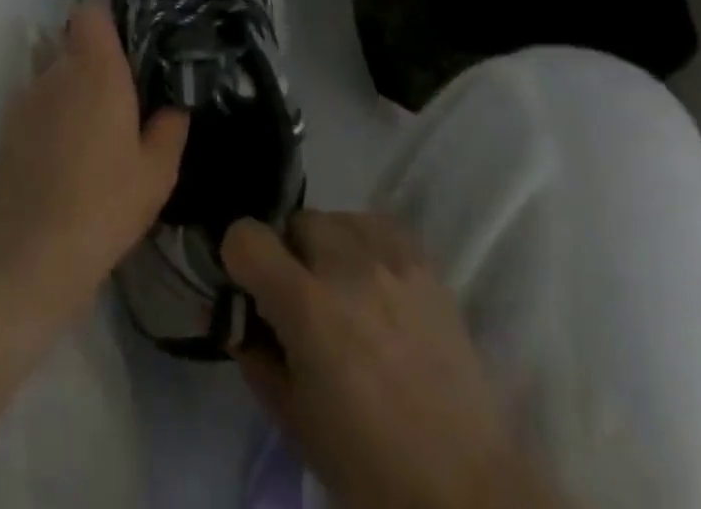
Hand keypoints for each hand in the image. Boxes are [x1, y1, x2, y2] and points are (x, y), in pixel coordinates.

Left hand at [0, 5, 188, 331]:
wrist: (24, 257)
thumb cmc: (102, 205)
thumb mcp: (156, 174)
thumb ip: (170, 129)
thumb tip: (174, 107)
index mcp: (96, 69)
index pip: (91, 13)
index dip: (109, 23)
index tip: (132, 49)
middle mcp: (57, 72)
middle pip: (75, 44)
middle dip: (98, 63)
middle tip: (126, 99)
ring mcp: (27, 99)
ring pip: (57, 77)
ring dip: (76, 93)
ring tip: (99, 135)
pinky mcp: (9, 130)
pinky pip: (40, 106)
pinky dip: (56, 119)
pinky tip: (71, 159)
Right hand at [223, 212, 563, 508]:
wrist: (466, 490)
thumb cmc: (367, 468)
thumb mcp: (291, 419)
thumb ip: (254, 355)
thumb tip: (234, 318)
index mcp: (307, 306)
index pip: (247, 236)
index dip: (238, 258)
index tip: (248, 287)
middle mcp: (347, 265)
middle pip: (295, 221)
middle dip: (288, 255)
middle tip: (301, 302)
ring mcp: (391, 259)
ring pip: (336, 218)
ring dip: (327, 248)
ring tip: (343, 294)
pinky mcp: (425, 263)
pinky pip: (377, 227)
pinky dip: (364, 245)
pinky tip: (374, 286)